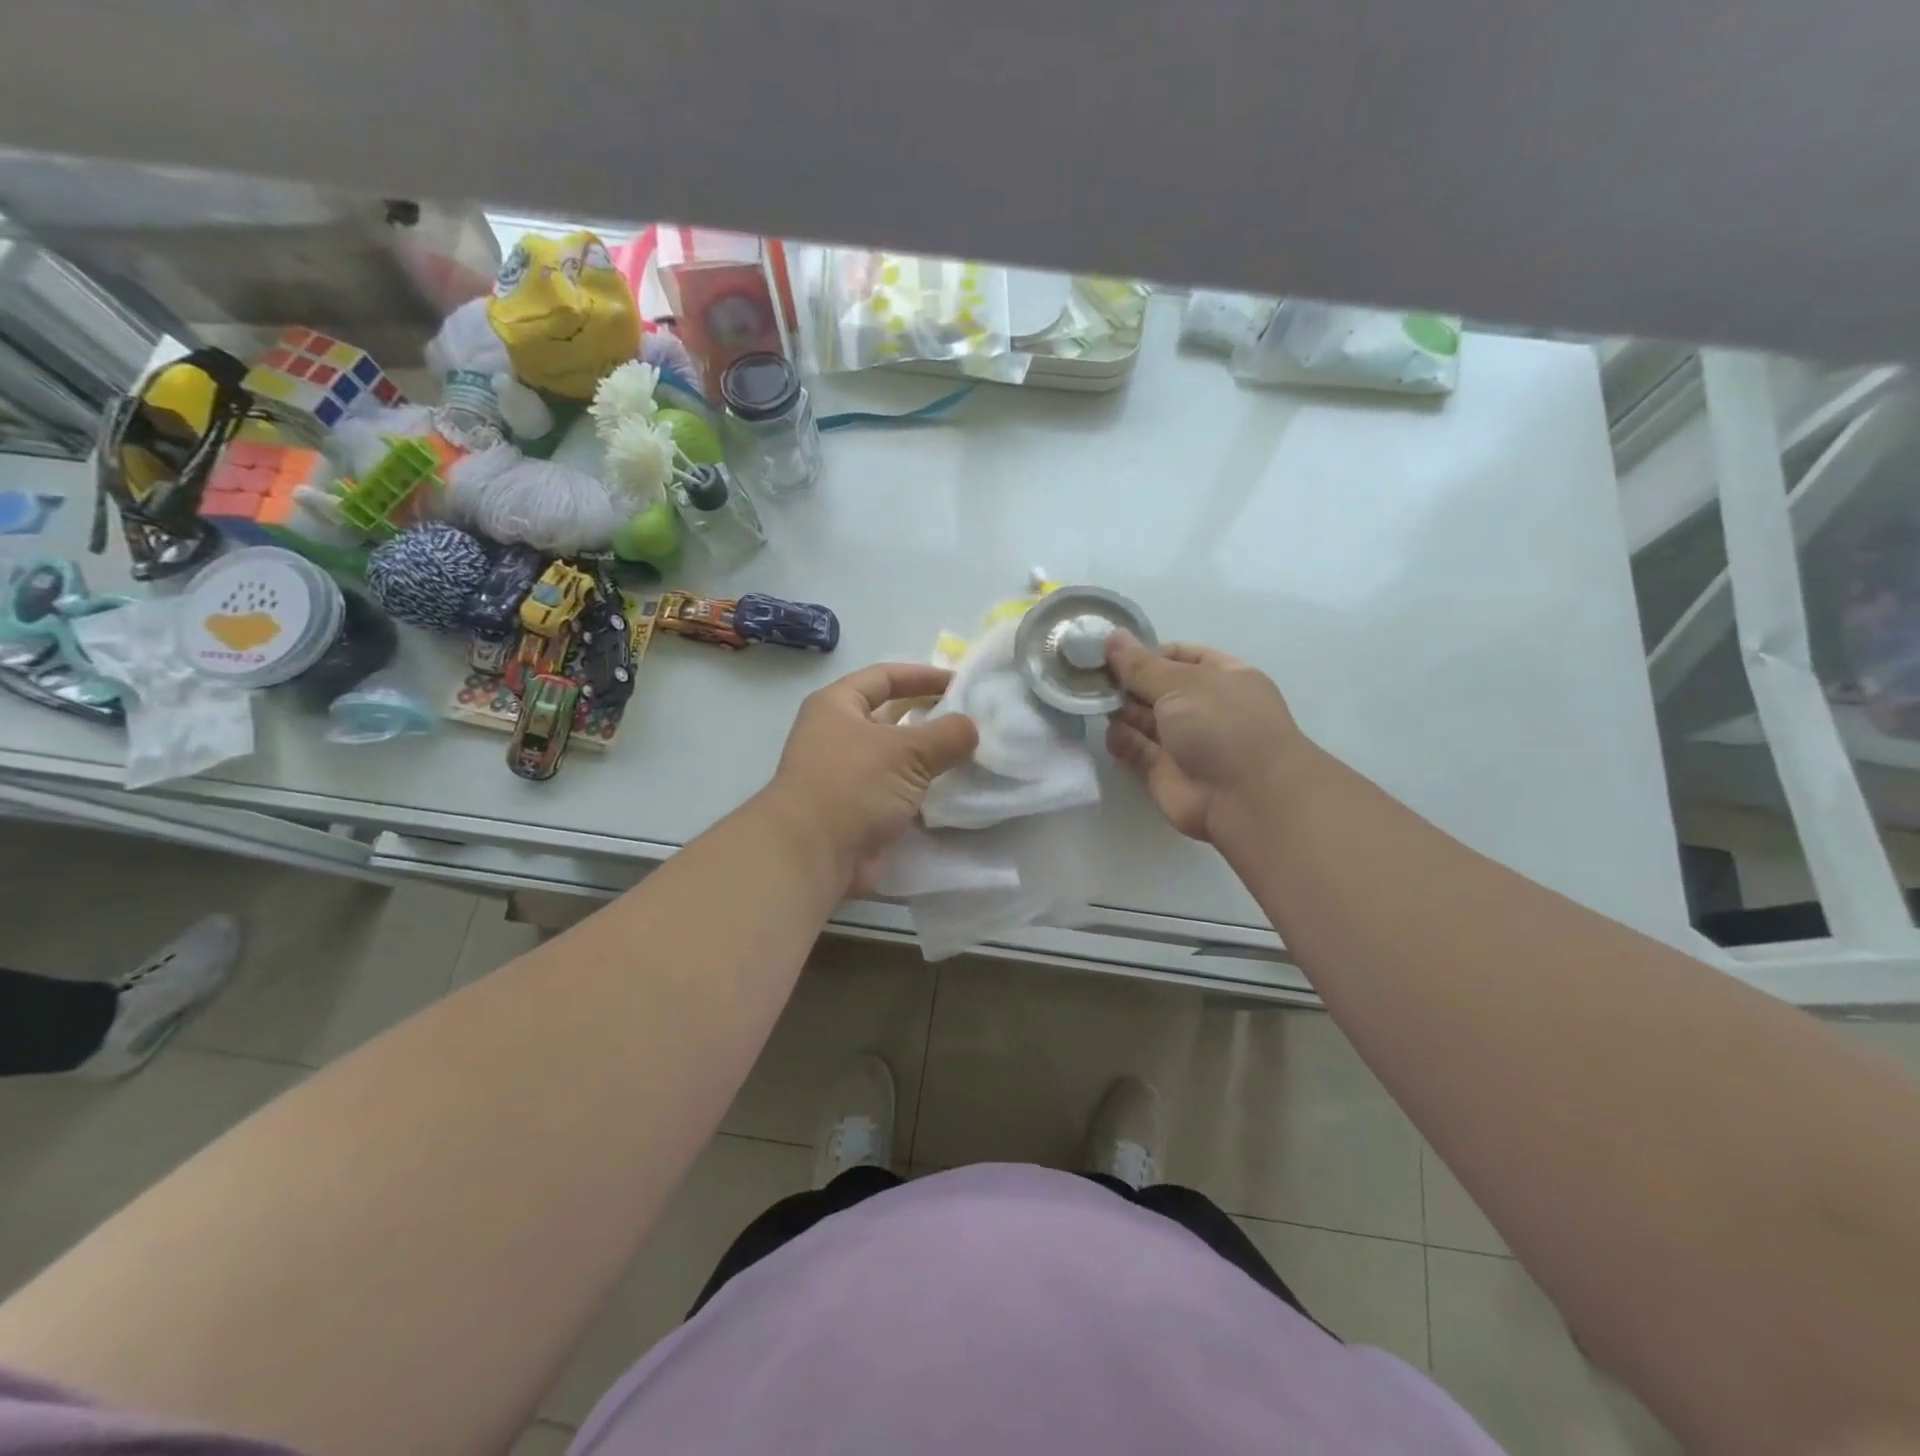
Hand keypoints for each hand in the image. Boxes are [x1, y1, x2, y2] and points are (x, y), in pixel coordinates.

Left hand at [763, 663, 978, 887]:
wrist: (811, 856)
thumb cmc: (852, 786)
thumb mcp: (906, 752)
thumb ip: (946, 735)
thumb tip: (971, 728)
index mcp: (836, 706)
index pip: (884, 677)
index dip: (922, 676)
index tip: (960, 683)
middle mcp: (836, 736)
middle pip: (890, 717)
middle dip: (928, 718)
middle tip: (970, 721)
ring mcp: (845, 776)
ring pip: (895, 757)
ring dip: (928, 758)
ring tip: (970, 756)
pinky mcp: (856, 811)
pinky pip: (895, 791)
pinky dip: (921, 791)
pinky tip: (952, 792)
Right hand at [1103, 632, 1305, 841]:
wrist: (1246, 798)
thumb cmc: (1222, 725)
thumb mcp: (1180, 683)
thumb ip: (1140, 664)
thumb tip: (1112, 636)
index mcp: (1222, 678)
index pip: (1182, 656)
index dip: (1149, 653)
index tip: (1115, 653)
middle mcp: (1204, 708)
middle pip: (1157, 689)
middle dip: (1127, 682)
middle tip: (1091, 676)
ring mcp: (1185, 743)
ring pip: (1144, 721)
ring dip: (1121, 711)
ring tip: (1094, 702)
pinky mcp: (1165, 773)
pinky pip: (1137, 752)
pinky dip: (1122, 742)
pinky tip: (1112, 735)